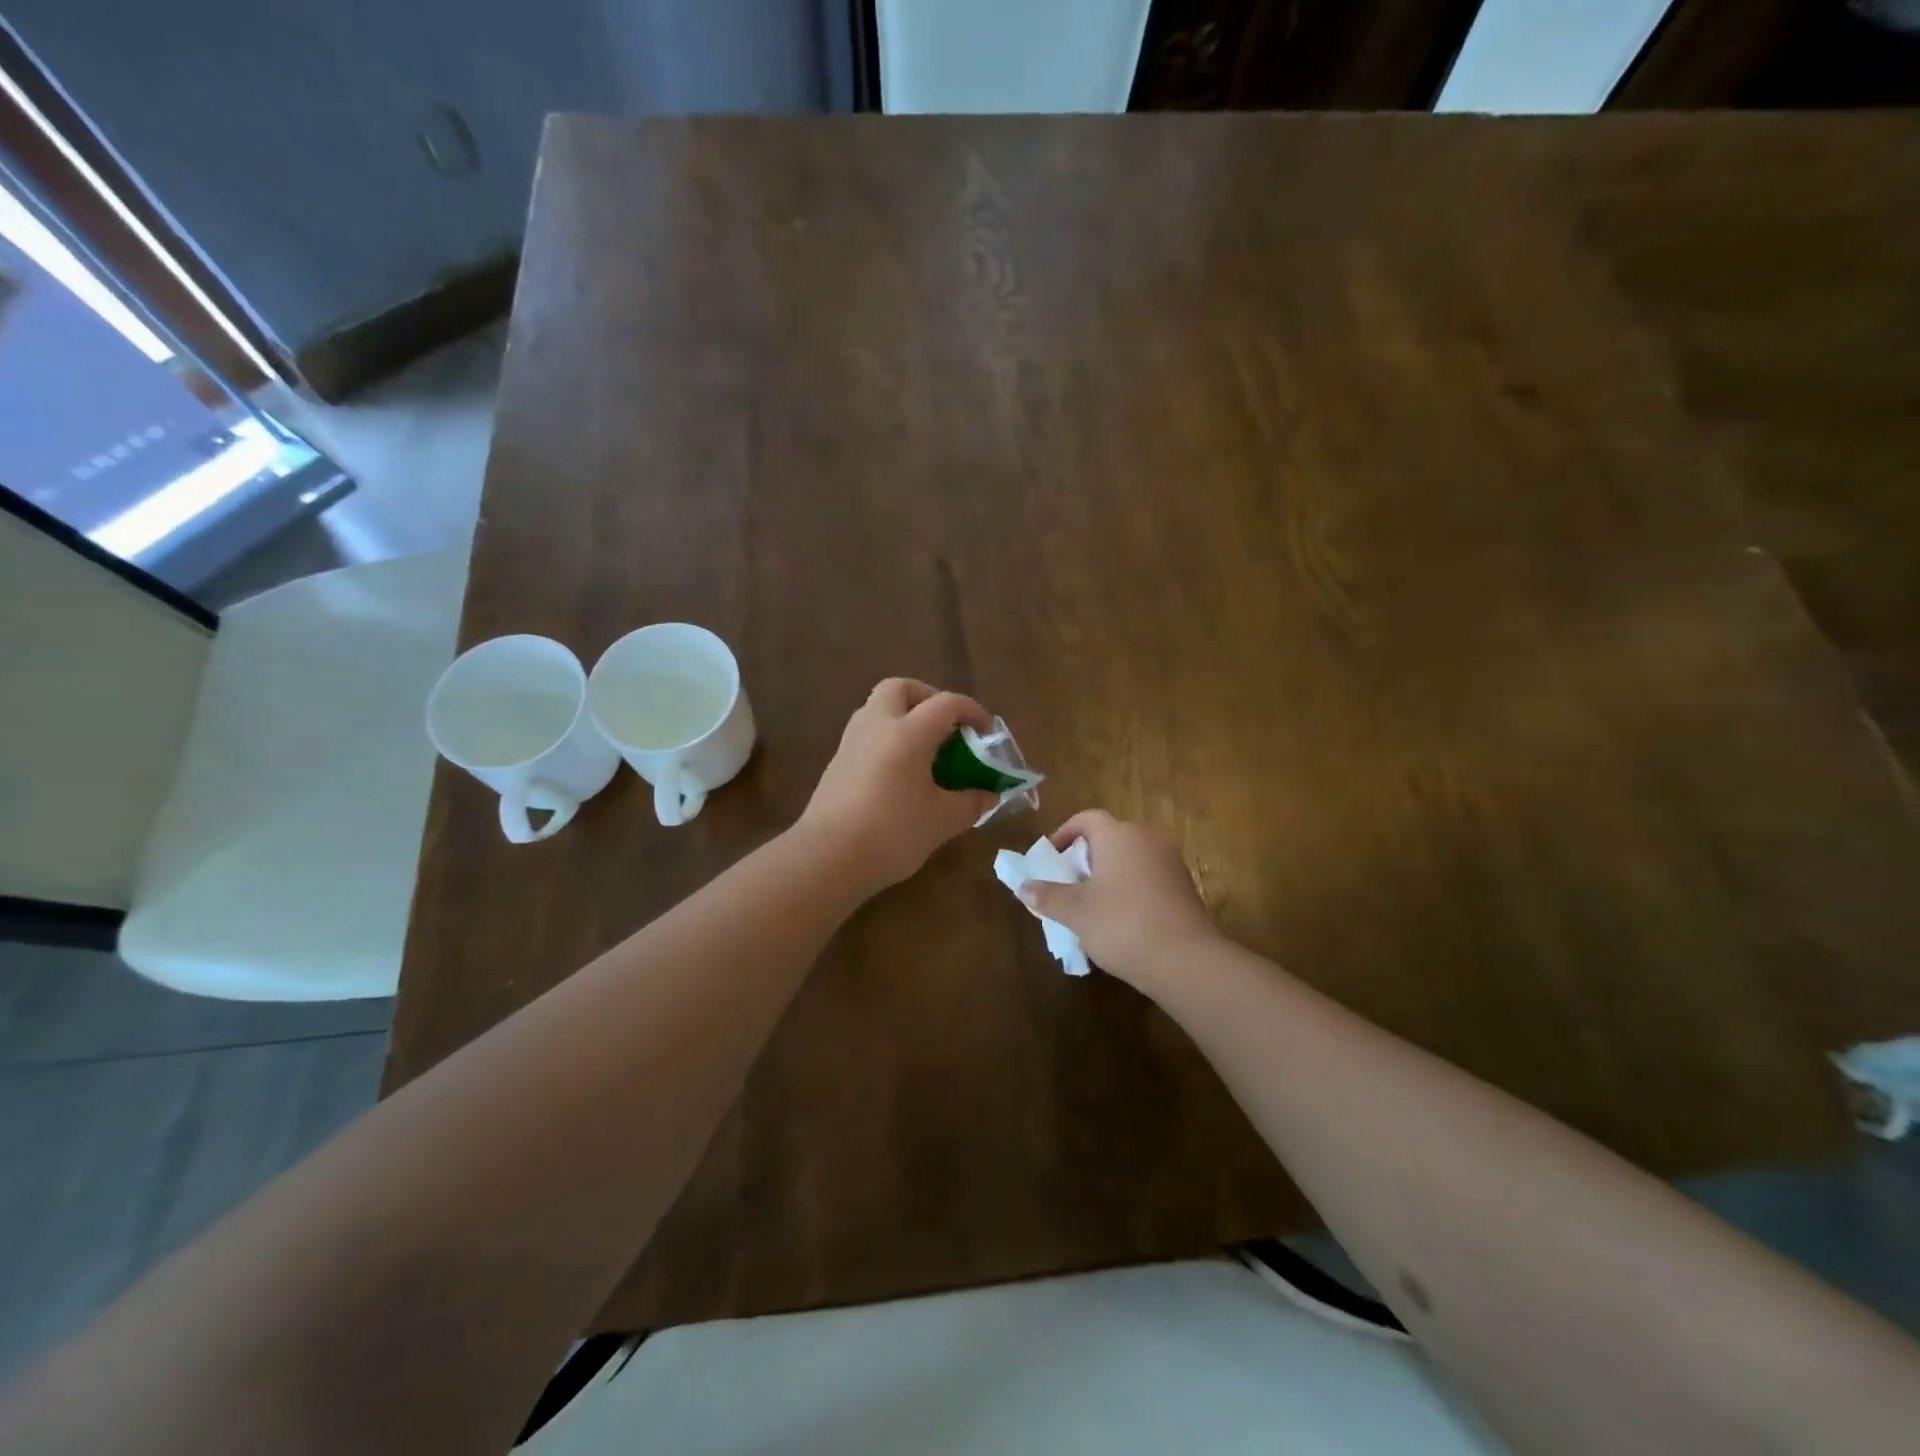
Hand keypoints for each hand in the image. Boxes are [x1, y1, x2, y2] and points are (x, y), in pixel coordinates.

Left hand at [798, 679, 998, 892]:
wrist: (827, 858)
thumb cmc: (892, 833)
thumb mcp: (943, 820)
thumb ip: (971, 802)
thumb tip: (989, 794)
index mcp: (908, 732)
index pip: (946, 703)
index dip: (972, 711)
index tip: (986, 732)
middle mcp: (876, 725)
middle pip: (900, 688)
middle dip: (927, 698)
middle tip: (946, 726)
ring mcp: (851, 742)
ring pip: (878, 709)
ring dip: (903, 717)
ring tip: (924, 750)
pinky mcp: (836, 763)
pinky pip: (866, 734)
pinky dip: (887, 739)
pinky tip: (899, 772)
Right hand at [1021, 810, 1217, 991]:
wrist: (1185, 960)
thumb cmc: (1121, 924)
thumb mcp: (1075, 912)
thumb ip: (1047, 896)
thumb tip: (1023, 887)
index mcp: (1118, 835)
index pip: (1086, 819)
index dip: (1064, 834)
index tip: (1052, 858)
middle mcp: (1147, 838)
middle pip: (1110, 837)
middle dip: (1087, 858)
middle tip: (1069, 884)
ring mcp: (1170, 862)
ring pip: (1131, 858)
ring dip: (1110, 875)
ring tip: (1092, 905)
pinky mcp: (1185, 887)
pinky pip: (1149, 877)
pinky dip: (1132, 889)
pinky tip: (1122, 920)